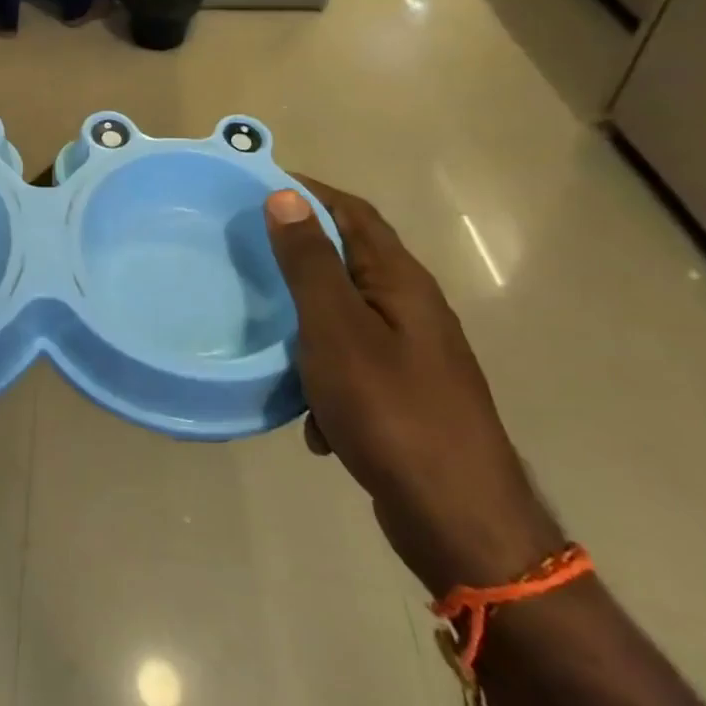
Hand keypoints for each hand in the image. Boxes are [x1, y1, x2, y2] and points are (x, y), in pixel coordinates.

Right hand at [267, 180, 562, 594]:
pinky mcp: (405, 398)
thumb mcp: (336, 329)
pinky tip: (307, 417)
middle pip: (350, 262)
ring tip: (265, 332)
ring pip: (346, 319)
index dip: (310, 191)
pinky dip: (324, 380)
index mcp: (402, 283)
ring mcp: (413, 357)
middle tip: (247, 252)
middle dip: (300, 255)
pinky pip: (352, 369)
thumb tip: (286, 196)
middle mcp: (412, 311)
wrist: (458, 521)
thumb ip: (310, 263)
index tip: (258, 184)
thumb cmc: (391, 410)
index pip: (355, 213)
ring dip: (306, 323)